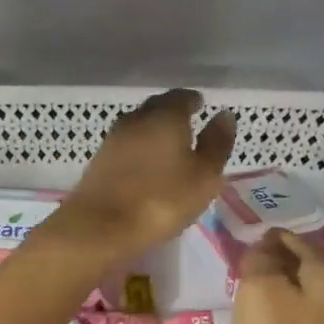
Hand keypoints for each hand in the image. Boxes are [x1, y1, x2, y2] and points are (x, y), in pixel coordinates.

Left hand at [53, 88, 236, 260]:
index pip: (182, 97)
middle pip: (157, 107)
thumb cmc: (162, 200)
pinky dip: (139, 150)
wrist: (100, 227)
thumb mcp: (204, 176)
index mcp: (166, 116)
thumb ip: (217, 144)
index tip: (201, 107)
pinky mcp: (98, 161)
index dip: (193, 101)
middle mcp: (136, 119)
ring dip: (153, 131)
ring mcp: (113, 139)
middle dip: (172, 112)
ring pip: (139, 126)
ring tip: (169, 147)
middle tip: (187, 124)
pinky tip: (145, 165)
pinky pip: (126, 146)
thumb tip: (224, 115)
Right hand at [232, 229, 323, 323]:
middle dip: (272, 266)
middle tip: (240, 266)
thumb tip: (261, 251)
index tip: (246, 237)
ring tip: (240, 297)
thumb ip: (259, 262)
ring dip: (271, 298)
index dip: (271, 237)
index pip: (298, 242)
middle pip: (300, 273)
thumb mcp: (261, 290)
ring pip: (295, 304)